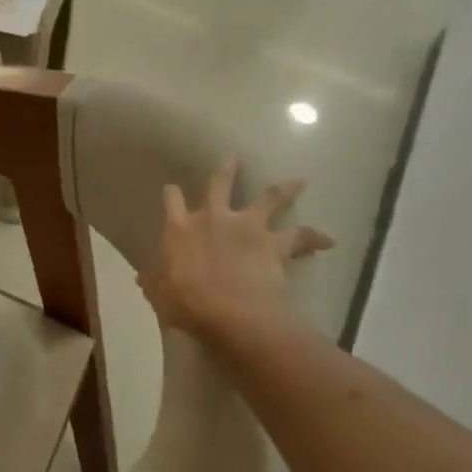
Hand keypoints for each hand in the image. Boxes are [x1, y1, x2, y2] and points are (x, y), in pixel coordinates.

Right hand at [136, 162, 332, 350]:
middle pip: (220, 184)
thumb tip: (142, 276)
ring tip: (298, 182)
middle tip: (233, 157)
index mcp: (180, 228)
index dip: (172, 194)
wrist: (233, 314)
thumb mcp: (161, 294)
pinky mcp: (275, 243)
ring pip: (269, 198)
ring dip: (284, 189)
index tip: (172, 190)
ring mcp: (247, 227)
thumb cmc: (188, 303)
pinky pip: (301, 236)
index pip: (172, 200)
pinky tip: (328, 240)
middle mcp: (213, 217)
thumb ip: (153, 281)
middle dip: (227, 170)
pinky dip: (315, 238)